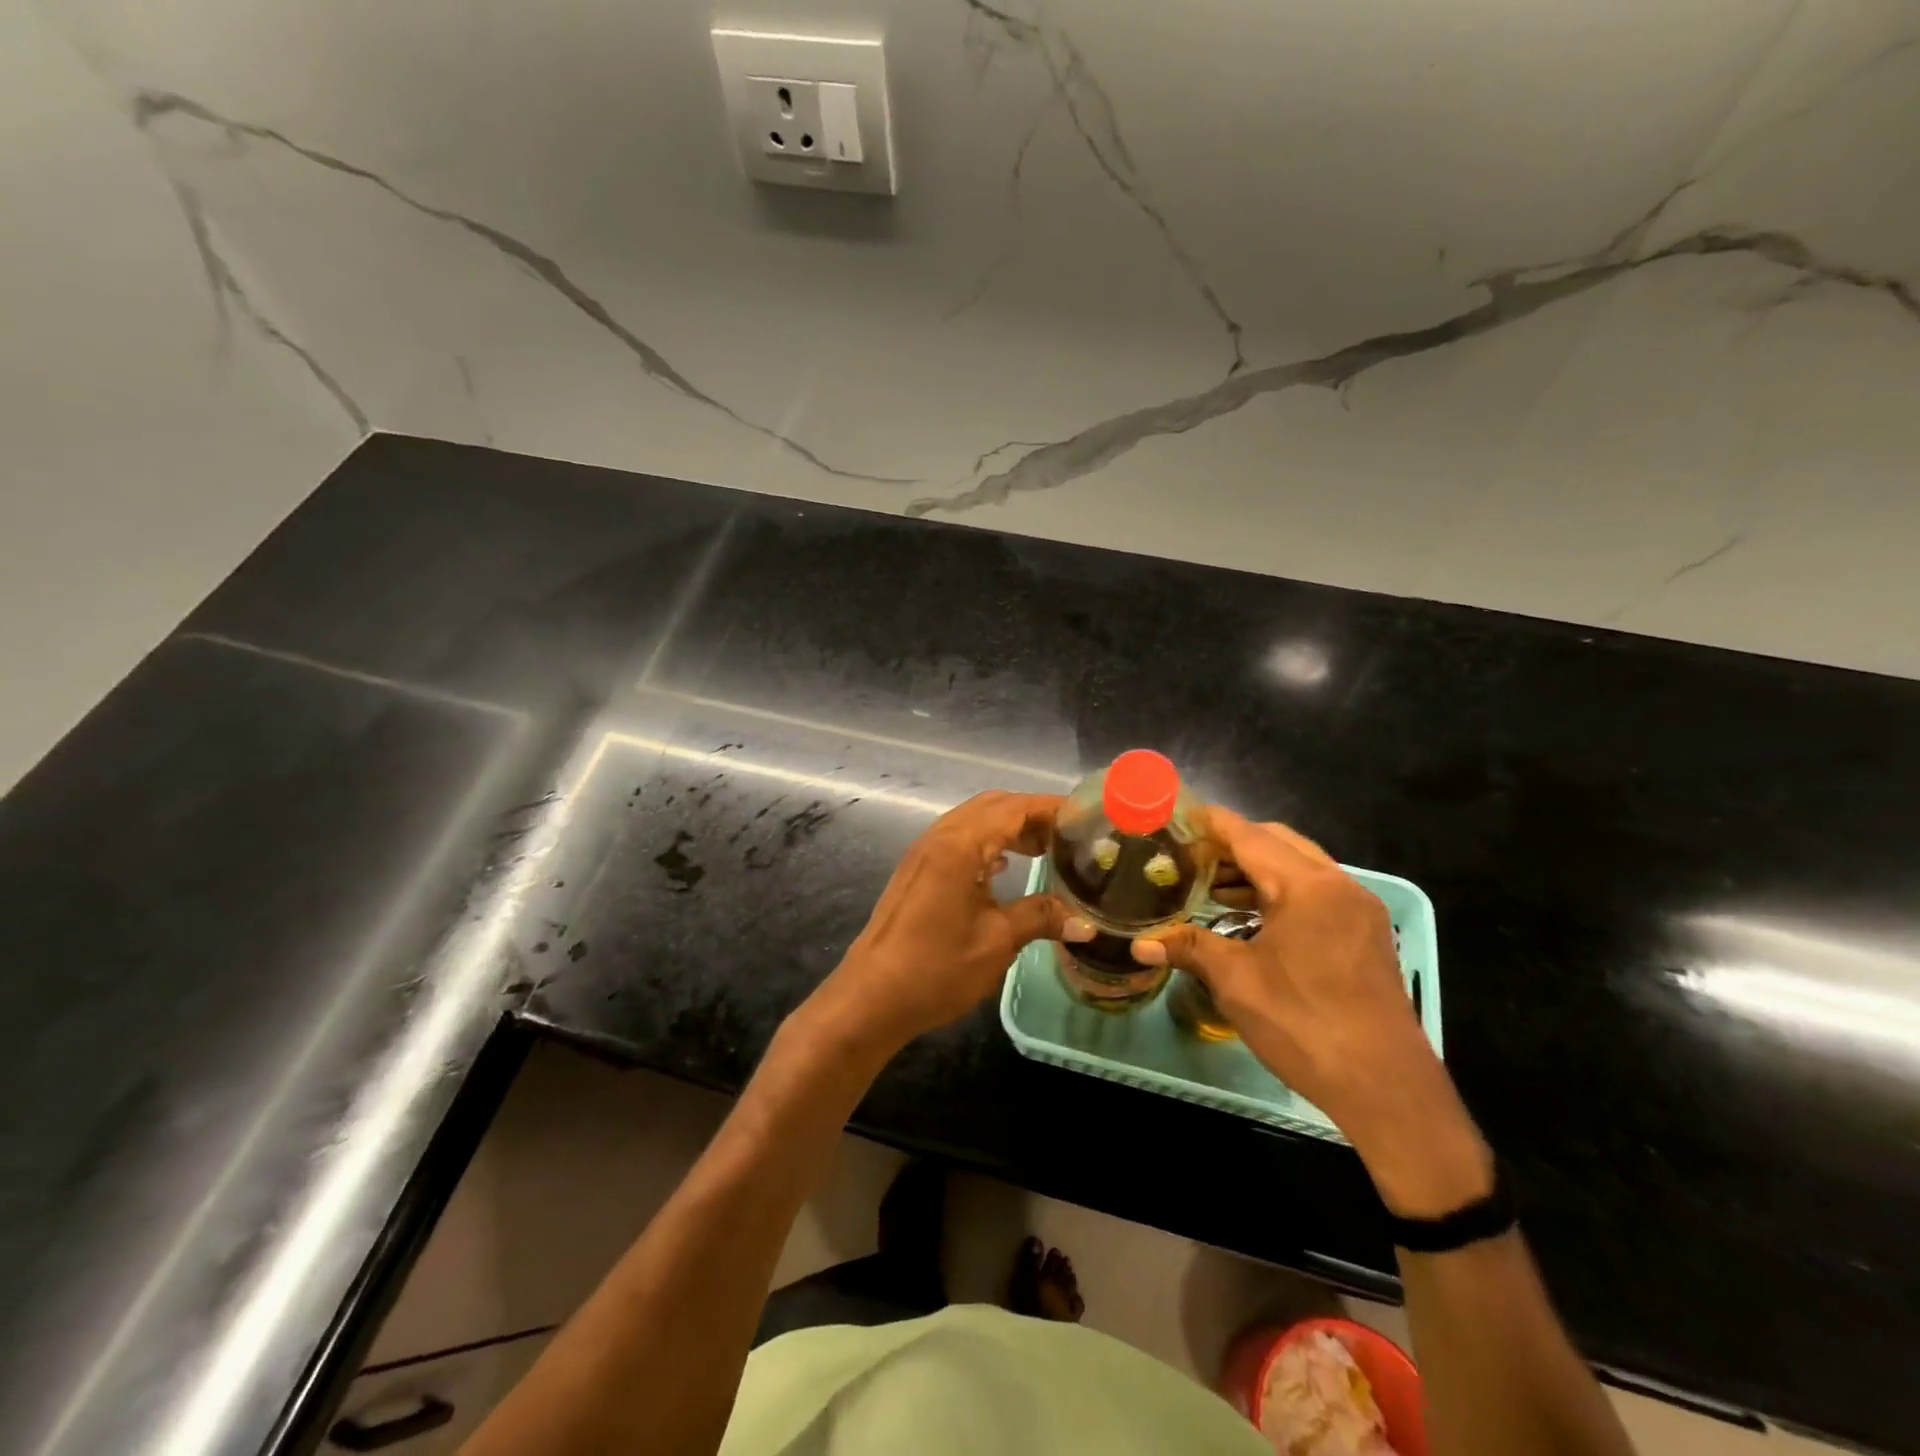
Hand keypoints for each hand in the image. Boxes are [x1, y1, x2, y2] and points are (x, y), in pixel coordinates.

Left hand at [814, 791, 1087, 1052]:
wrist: (871, 998)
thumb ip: (1041, 917)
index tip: (1086, 819)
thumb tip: (1086, 921)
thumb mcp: (997, 942)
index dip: (1051, 808)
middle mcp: (940, 836)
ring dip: (1009, 827)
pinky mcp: (917, 869)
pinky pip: (959, 839)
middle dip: (1032, 814)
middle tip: (1069, 836)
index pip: (1014, 808)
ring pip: (974, 820)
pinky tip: (1005, 867)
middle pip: (993, 806)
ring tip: (1045, 850)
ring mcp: (924, 851)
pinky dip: (987, 842)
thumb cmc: (936, 968)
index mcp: (960, 844)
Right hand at [1135, 808, 1491, 1214]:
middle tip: (1190, 856)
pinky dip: (1280, 892)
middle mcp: (1339, 885)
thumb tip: (1138, 944)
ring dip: (1257, 870)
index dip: (1212, 824)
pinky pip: (1316, 893)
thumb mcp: (1237, 982)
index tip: (1178, 815)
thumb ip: (1188, 948)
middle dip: (1233, 844)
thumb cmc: (1304, 1024)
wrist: (1386, 1088)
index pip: (1251, 836)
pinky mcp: (1365, 934)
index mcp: (1308, 886)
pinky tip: (1250, 917)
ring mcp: (1358, 910)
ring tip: (1212, 887)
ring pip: (1299, 868)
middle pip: (1279, 843)